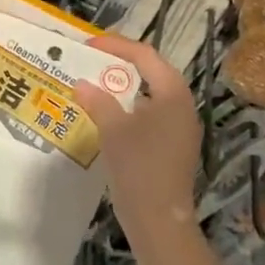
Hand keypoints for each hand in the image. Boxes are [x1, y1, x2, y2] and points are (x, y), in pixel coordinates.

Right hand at [76, 34, 201, 243]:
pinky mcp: (173, 146)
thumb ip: (97, 100)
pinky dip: (128, 108)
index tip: (88, 45)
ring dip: (123, 87)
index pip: (145, 56)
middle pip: (151, 72)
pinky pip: (150, 114)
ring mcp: (180, 128)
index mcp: (172, 93)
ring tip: (95, 84)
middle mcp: (182, 105)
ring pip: (150, 94)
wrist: (159, 220)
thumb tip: (82, 84)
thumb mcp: (112, 128)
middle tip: (91, 60)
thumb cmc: (138, 166)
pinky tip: (107, 116)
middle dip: (120, 64)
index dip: (116, 46)